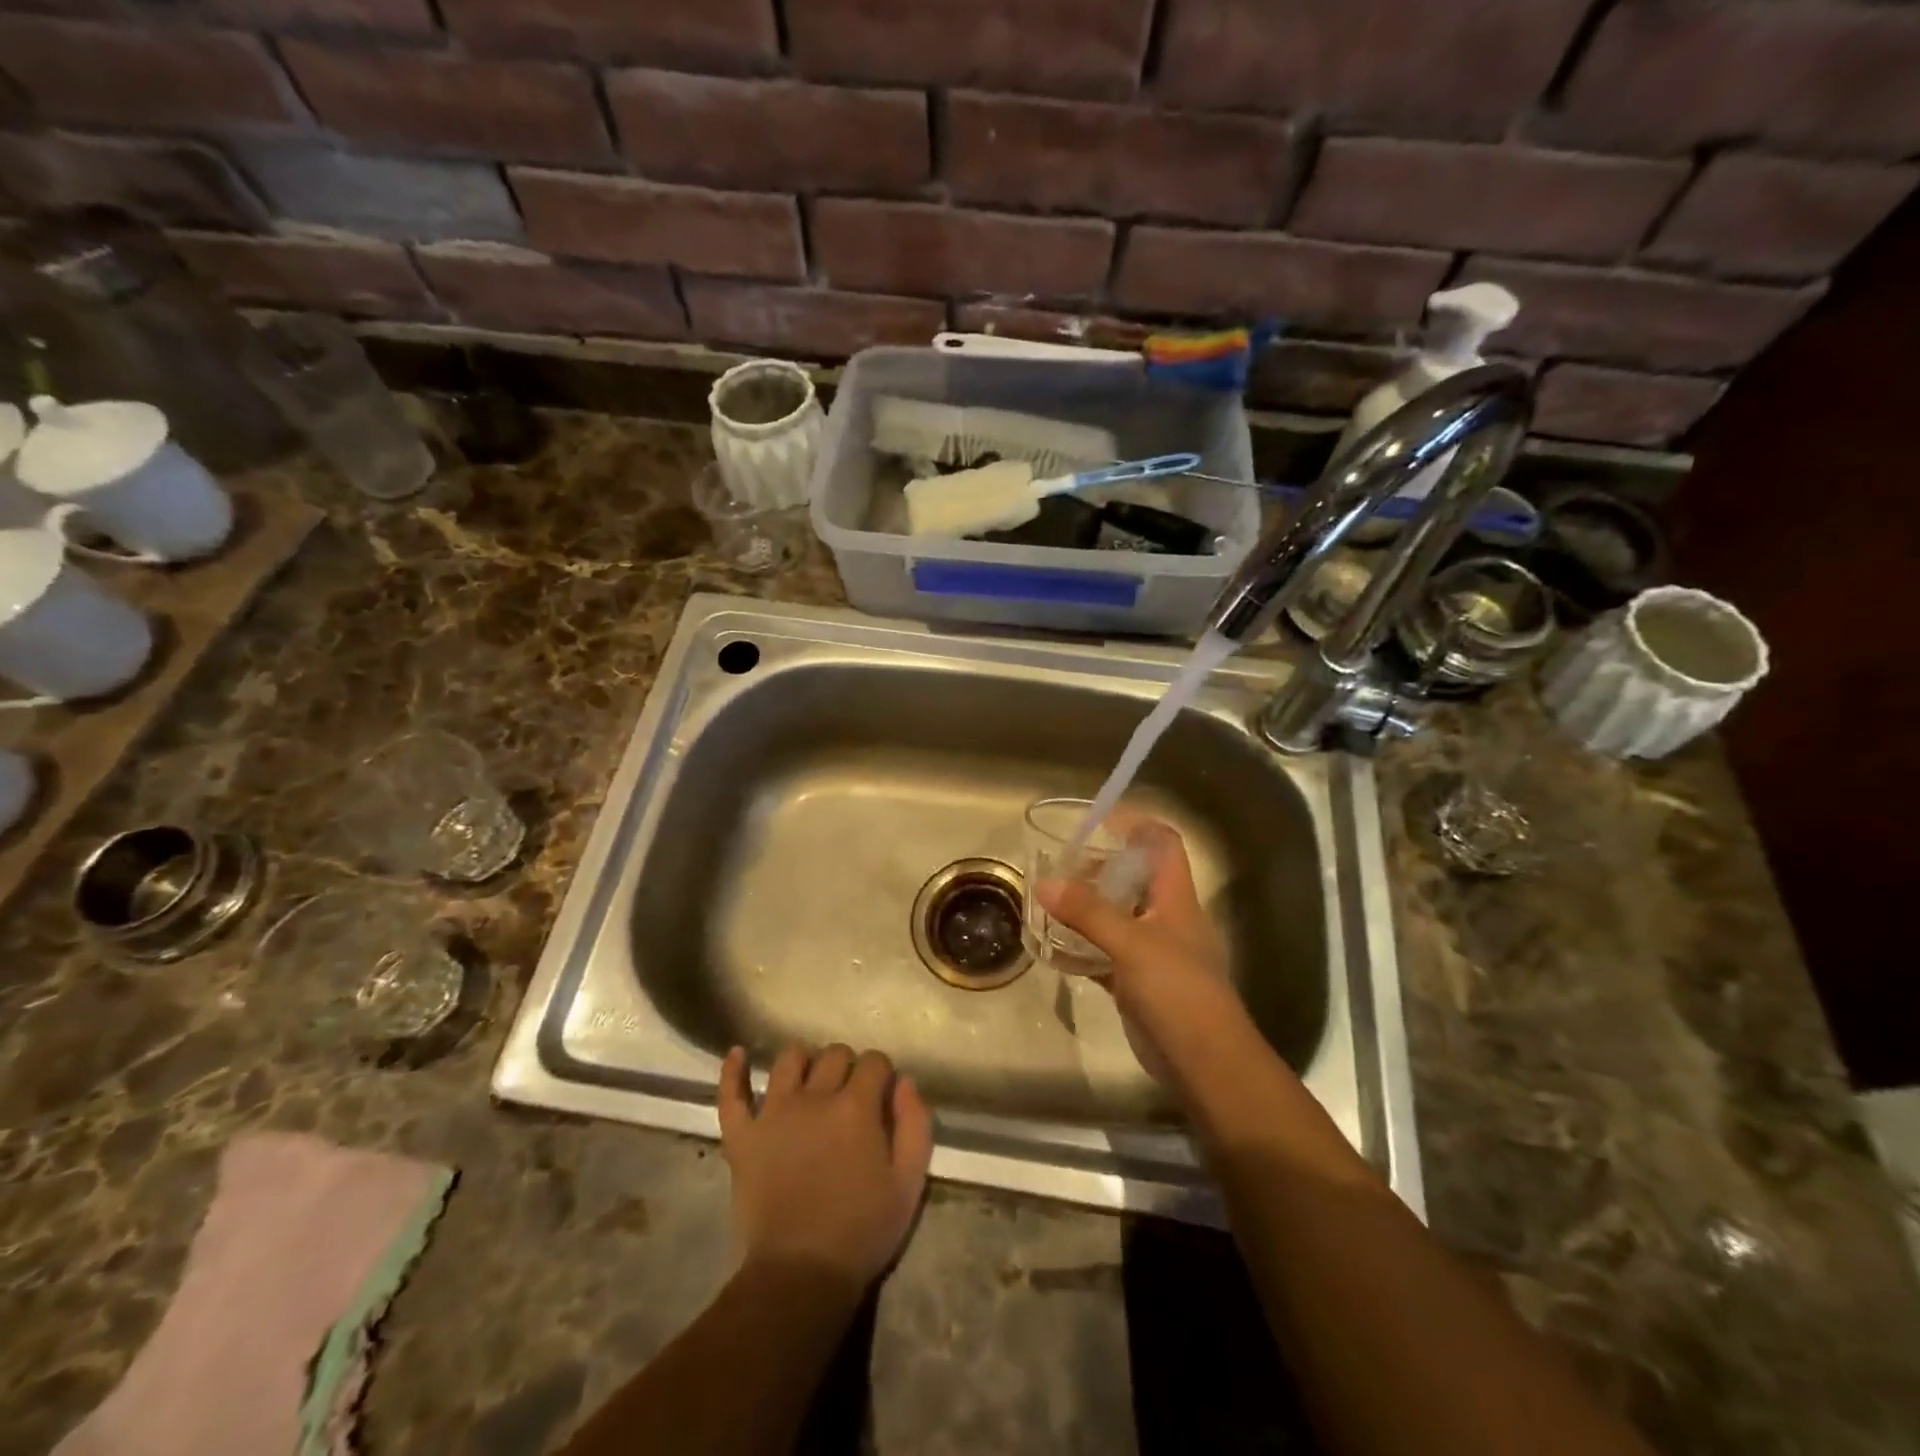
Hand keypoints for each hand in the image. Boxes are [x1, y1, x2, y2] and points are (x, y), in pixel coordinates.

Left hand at [716, 1043, 932, 1293]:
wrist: (799, 1275)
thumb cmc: (862, 1232)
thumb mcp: (908, 1183)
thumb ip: (915, 1125)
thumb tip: (904, 1082)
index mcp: (856, 1106)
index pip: (875, 1062)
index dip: (882, 1074)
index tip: (883, 1096)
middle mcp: (815, 1097)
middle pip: (835, 1054)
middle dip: (849, 1066)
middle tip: (851, 1094)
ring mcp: (774, 1113)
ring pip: (789, 1060)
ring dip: (804, 1060)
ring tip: (810, 1077)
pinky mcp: (742, 1136)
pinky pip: (731, 1094)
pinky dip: (732, 1071)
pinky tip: (737, 1053)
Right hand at [1036, 818, 1234, 1073]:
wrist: (1204, 1061)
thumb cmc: (1177, 990)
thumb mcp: (1131, 944)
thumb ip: (1087, 912)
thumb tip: (1044, 882)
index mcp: (1176, 898)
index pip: (1163, 845)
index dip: (1136, 825)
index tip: (1098, 821)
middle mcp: (1167, 918)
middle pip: (1135, 879)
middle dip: (1099, 869)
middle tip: (1060, 867)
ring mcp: (1154, 952)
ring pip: (1118, 917)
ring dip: (1088, 908)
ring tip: (1050, 901)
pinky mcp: (1139, 982)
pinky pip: (1106, 954)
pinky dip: (1083, 948)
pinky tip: (1053, 948)